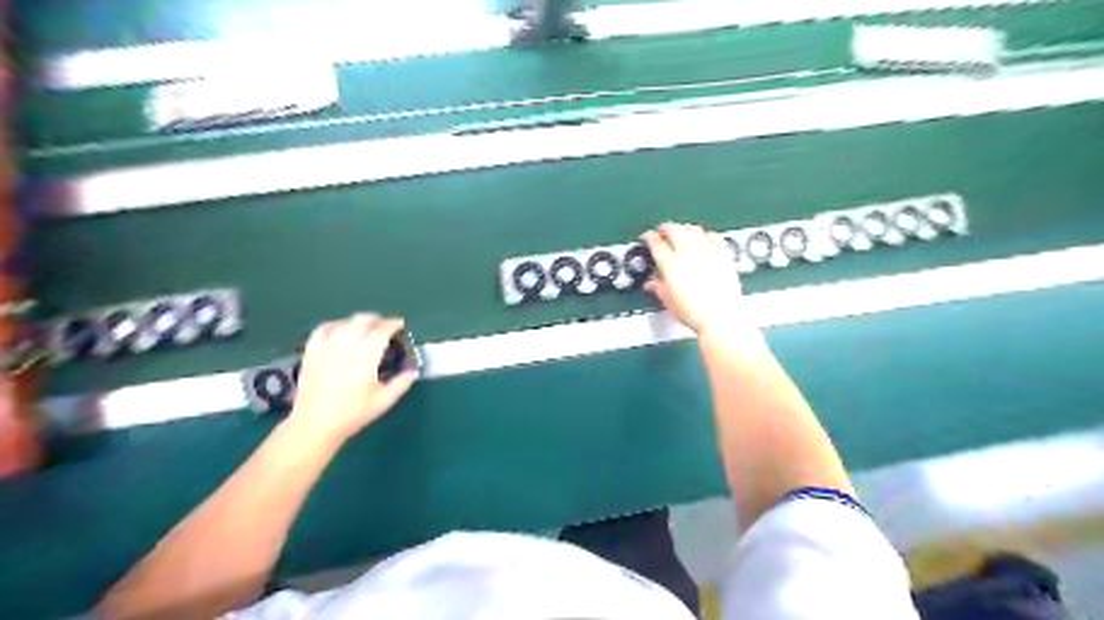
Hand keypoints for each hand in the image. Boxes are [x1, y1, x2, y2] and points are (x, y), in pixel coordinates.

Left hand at [288, 315, 418, 445]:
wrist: (315, 425)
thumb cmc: (352, 414)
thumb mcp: (383, 401)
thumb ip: (401, 383)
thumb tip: (413, 370)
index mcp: (365, 356)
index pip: (382, 330)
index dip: (393, 324)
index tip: (400, 325)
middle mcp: (345, 345)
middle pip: (363, 320)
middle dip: (377, 320)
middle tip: (386, 327)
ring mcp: (326, 347)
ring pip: (344, 322)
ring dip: (358, 321)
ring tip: (366, 328)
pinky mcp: (311, 352)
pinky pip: (323, 329)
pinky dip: (335, 325)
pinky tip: (340, 330)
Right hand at [638, 224, 750, 336]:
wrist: (719, 317)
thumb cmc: (693, 312)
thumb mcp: (669, 301)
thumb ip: (658, 287)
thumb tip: (651, 284)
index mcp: (670, 264)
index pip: (655, 242)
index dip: (649, 237)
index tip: (647, 237)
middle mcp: (687, 253)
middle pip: (673, 229)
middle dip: (664, 228)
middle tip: (661, 232)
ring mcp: (706, 251)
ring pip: (693, 229)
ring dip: (684, 228)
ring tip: (681, 232)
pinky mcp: (722, 255)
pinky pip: (713, 236)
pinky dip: (705, 234)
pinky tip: (704, 239)